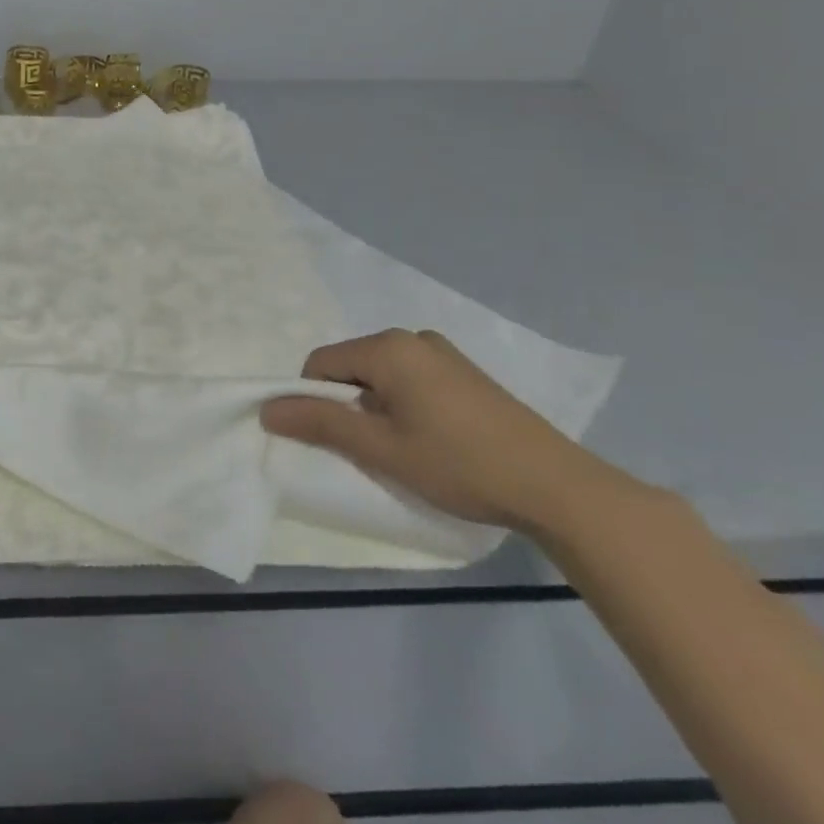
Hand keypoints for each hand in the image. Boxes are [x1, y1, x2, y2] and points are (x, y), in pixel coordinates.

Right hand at [260, 329, 619, 531]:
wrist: (556, 486)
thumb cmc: (458, 464)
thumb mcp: (380, 449)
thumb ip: (320, 423)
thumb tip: (267, 409)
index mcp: (388, 347)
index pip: (319, 364)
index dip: (315, 401)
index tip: (338, 441)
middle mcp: (412, 337)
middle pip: (351, 366)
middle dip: (348, 404)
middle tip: (372, 448)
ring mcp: (443, 353)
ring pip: (381, 375)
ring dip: (376, 407)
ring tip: (405, 447)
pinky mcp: (465, 373)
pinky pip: (410, 378)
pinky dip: (403, 404)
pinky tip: (432, 439)